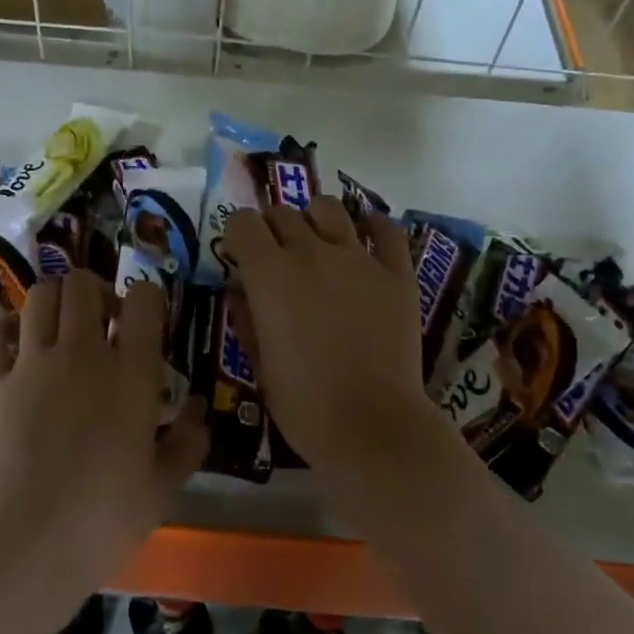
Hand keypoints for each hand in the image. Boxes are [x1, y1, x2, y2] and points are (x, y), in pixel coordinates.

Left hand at [0, 270, 206, 587]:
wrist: (26, 546)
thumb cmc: (103, 520)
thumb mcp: (162, 487)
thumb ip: (188, 442)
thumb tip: (201, 411)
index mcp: (131, 374)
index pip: (144, 298)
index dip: (146, 298)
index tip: (142, 323)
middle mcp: (82, 353)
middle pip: (84, 284)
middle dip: (96, 293)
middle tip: (101, 324)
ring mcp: (31, 362)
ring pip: (41, 295)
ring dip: (55, 302)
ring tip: (59, 331)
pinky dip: (4, 323)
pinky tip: (14, 344)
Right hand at [223, 198, 436, 467]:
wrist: (373, 426)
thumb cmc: (304, 404)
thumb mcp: (258, 364)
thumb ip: (246, 318)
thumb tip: (239, 289)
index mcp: (269, 275)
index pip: (242, 222)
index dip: (238, 235)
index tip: (241, 257)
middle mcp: (311, 253)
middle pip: (283, 213)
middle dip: (272, 229)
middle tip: (278, 257)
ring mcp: (358, 258)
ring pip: (329, 208)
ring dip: (315, 219)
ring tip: (318, 242)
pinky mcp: (396, 272)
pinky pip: (385, 229)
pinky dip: (372, 226)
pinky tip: (366, 240)